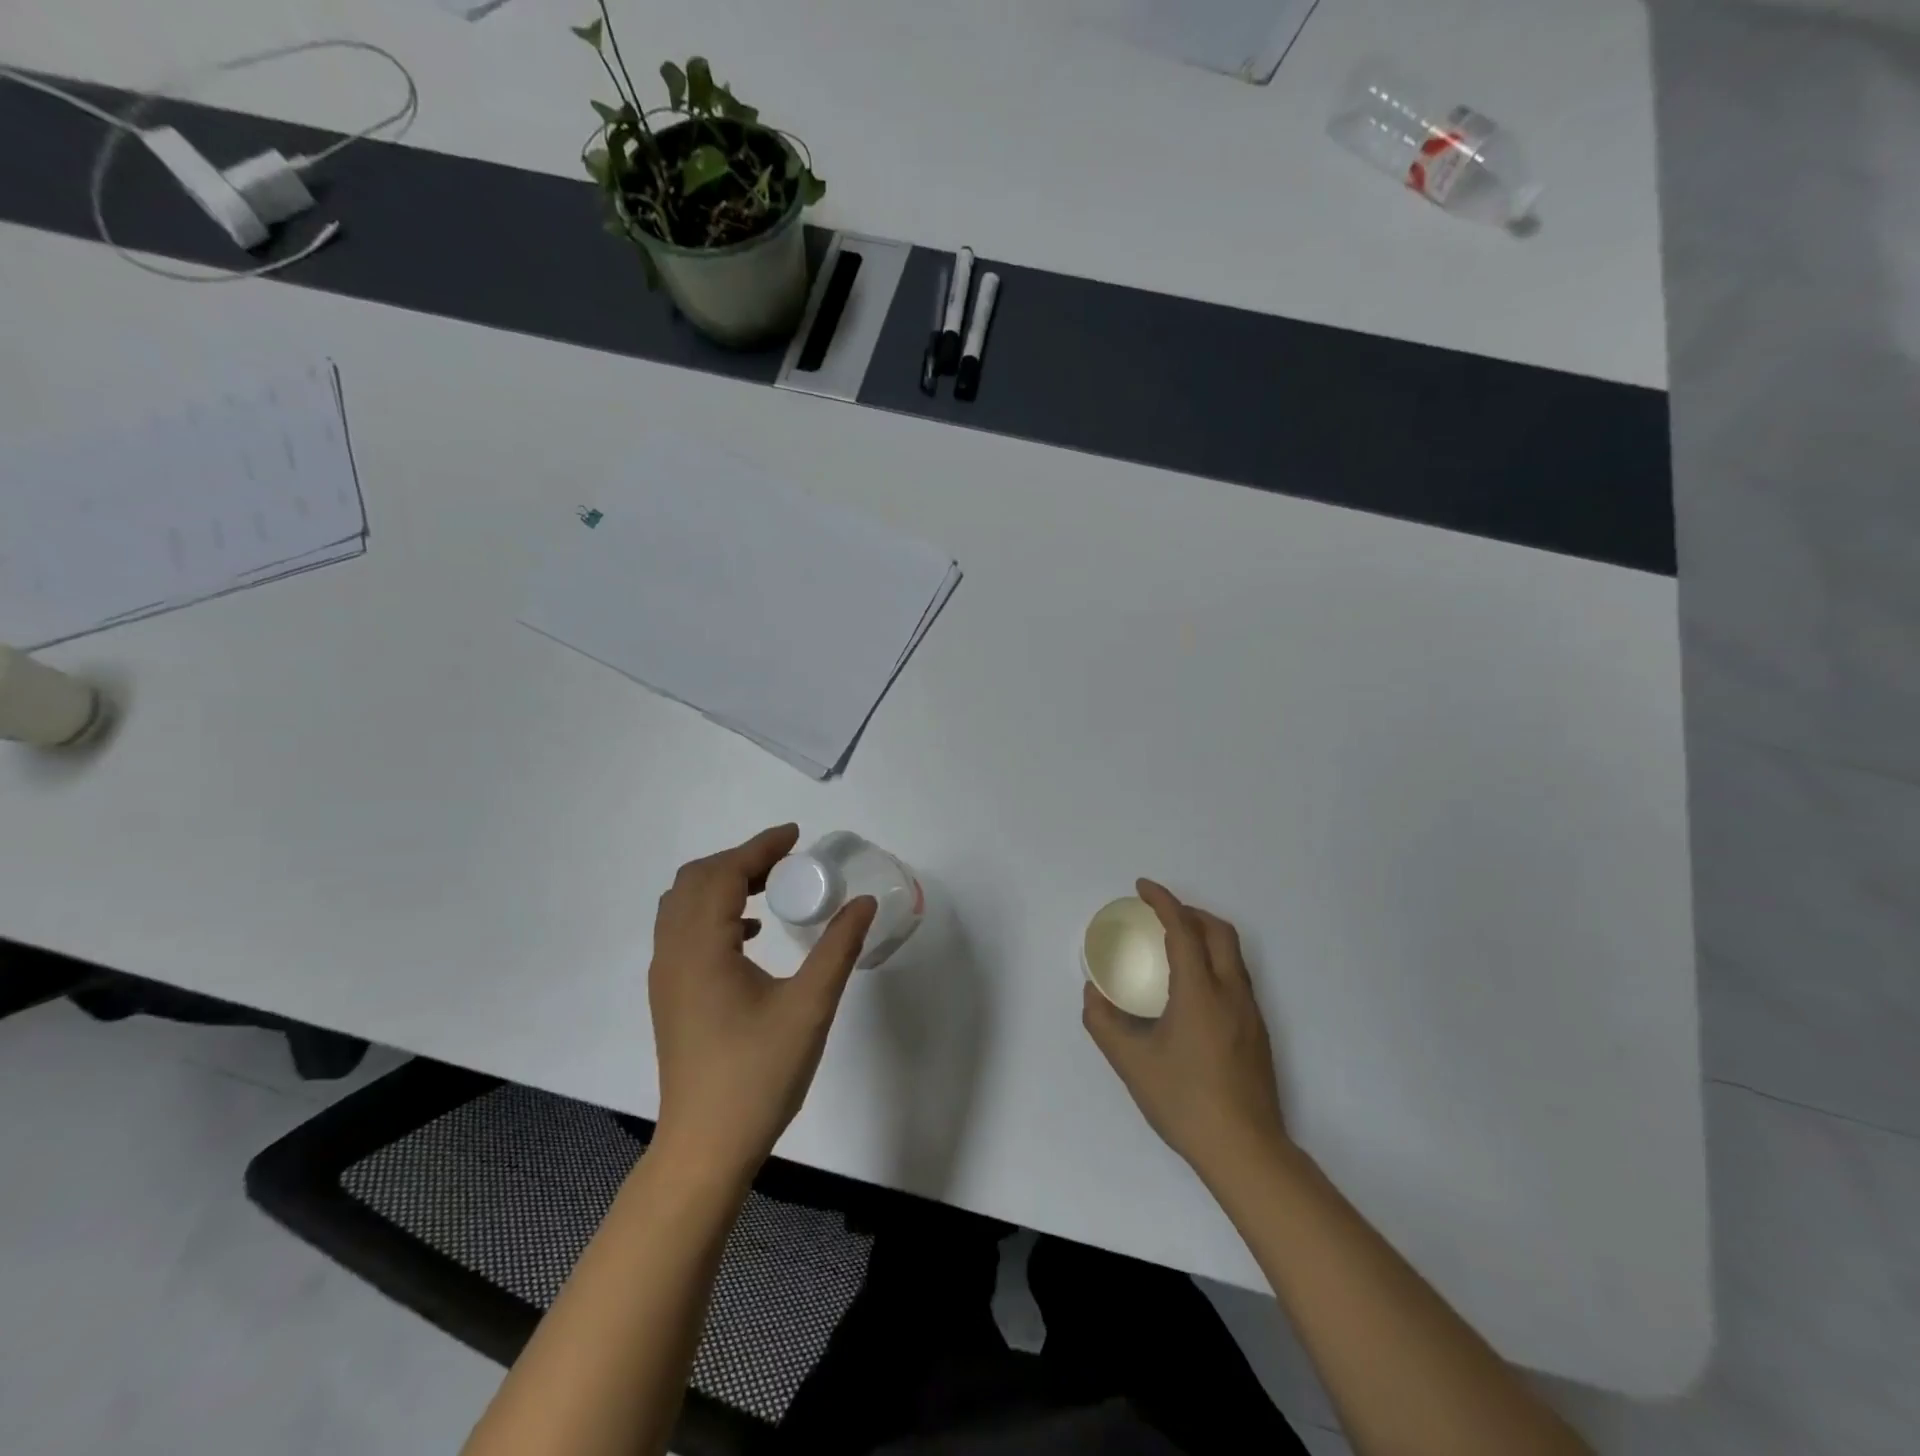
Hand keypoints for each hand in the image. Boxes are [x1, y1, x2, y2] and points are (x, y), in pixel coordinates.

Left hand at [648, 825, 875, 1183]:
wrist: (705, 1147)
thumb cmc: (758, 1074)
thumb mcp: (810, 1007)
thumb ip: (838, 947)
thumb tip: (863, 902)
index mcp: (702, 948)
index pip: (725, 874)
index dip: (760, 848)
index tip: (797, 836)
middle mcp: (673, 953)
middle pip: (696, 880)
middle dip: (742, 860)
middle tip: (788, 863)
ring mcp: (665, 976)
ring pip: (684, 905)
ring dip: (724, 885)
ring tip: (772, 889)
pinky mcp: (670, 996)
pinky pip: (683, 931)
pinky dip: (714, 913)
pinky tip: (752, 934)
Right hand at [1083, 879, 1288, 1183]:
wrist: (1246, 1151)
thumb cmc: (1185, 1102)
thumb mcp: (1131, 1063)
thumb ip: (1104, 1023)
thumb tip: (1093, 992)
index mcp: (1200, 992)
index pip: (1183, 929)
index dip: (1163, 901)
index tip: (1143, 886)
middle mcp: (1231, 993)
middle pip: (1219, 931)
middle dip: (1189, 911)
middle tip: (1160, 913)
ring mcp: (1251, 1012)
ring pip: (1233, 954)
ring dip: (1205, 935)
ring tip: (1175, 944)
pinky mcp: (1258, 1031)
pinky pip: (1237, 977)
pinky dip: (1214, 960)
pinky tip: (1193, 988)